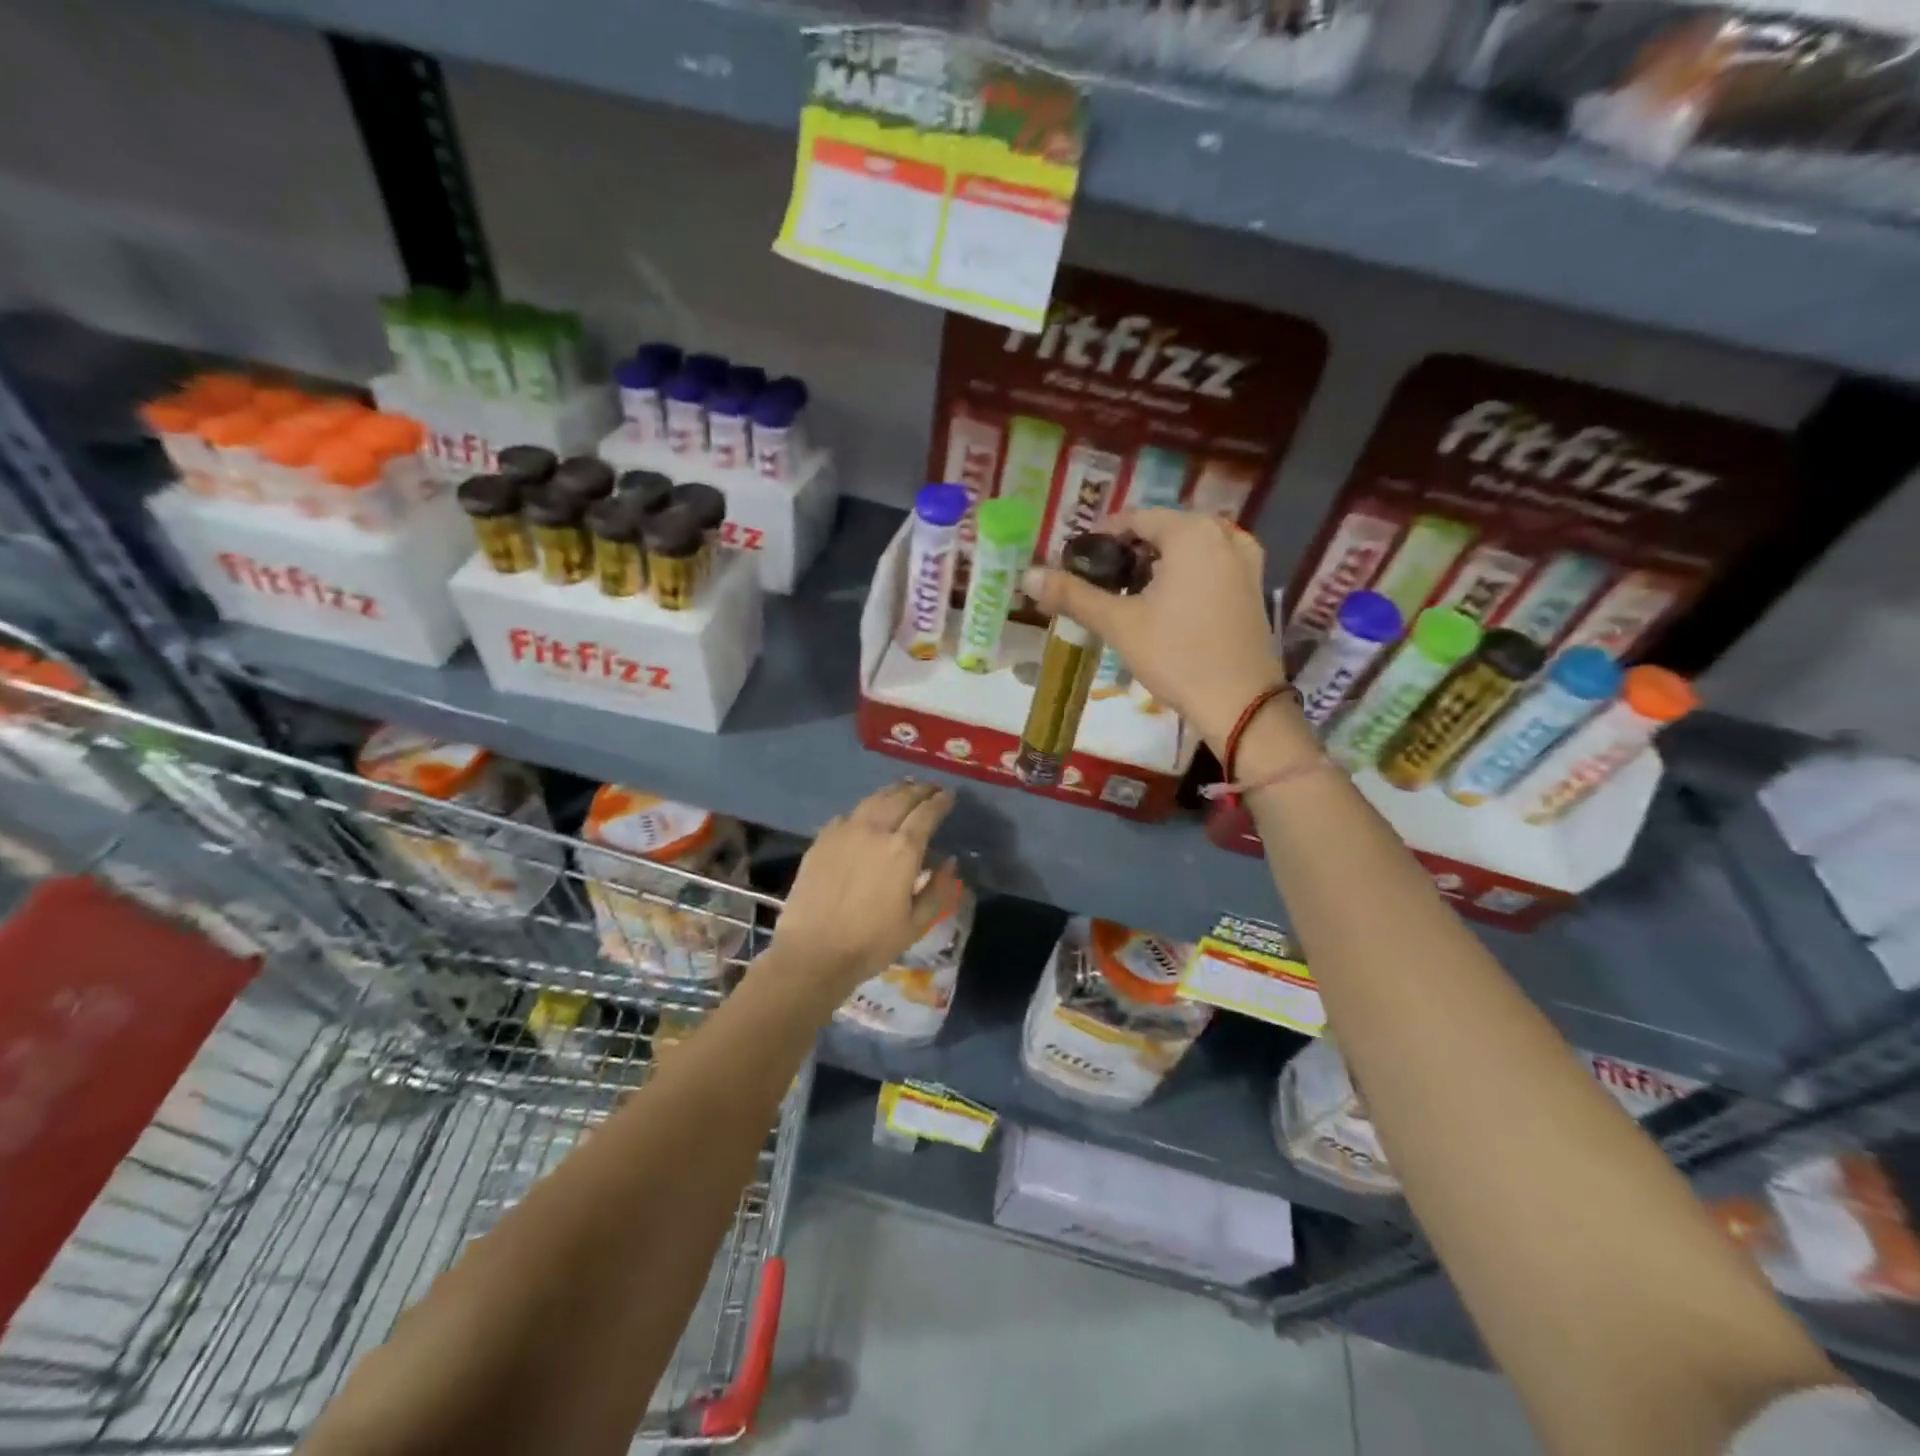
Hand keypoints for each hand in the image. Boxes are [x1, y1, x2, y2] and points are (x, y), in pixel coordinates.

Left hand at [768, 781, 958, 995]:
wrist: (812, 953)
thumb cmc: (870, 943)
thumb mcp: (916, 924)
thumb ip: (938, 890)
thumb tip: (950, 863)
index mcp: (902, 849)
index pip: (926, 813)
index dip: (940, 801)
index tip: (948, 796)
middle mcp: (874, 830)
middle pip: (900, 797)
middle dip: (919, 790)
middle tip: (930, 789)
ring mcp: (844, 831)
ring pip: (873, 800)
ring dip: (893, 792)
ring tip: (903, 790)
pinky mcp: (822, 840)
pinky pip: (849, 815)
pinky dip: (866, 809)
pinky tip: (868, 815)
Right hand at [1023, 509, 1284, 750]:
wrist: (1240, 703)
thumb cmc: (1177, 655)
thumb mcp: (1119, 623)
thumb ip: (1073, 595)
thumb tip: (1028, 576)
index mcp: (1191, 532)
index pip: (1134, 519)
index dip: (1101, 538)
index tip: (1078, 564)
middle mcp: (1223, 534)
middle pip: (1163, 531)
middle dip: (1129, 553)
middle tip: (1100, 584)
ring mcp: (1245, 559)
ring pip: (1188, 548)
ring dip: (1157, 564)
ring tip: (1129, 595)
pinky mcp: (1253, 585)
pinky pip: (1210, 564)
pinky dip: (1185, 575)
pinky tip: (1167, 605)